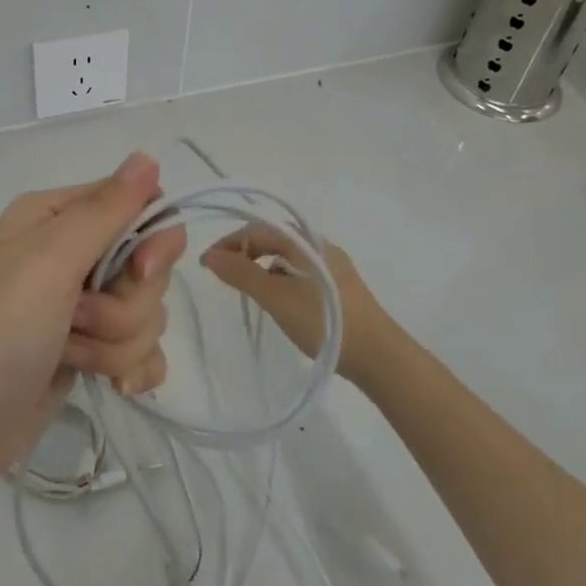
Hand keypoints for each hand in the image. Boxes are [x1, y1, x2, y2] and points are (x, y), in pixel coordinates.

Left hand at [0, 153, 185, 494]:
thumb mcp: (48, 262)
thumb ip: (105, 210)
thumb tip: (148, 156)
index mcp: (55, 217)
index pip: (136, 206)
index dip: (151, 239)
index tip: (142, 270)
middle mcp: (69, 254)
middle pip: (147, 266)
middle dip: (124, 304)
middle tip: (78, 319)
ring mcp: (79, 305)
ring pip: (146, 312)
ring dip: (115, 342)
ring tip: (70, 355)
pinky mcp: (87, 349)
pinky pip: (142, 349)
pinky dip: (130, 368)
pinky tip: (113, 387)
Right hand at [201, 227, 404, 390]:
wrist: (378, 355)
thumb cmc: (323, 321)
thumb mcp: (276, 297)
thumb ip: (241, 274)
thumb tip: (210, 256)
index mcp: (305, 240)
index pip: (257, 229)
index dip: (228, 243)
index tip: (206, 265)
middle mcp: (319, 245)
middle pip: (272, 239)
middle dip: (243, 253)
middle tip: (222, 276)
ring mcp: (331, 266)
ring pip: (286, 257)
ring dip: (261, 267)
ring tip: (246, 290)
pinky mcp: (338, 286)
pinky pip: (299, 272)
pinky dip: (279, 279)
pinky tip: (276, 300)